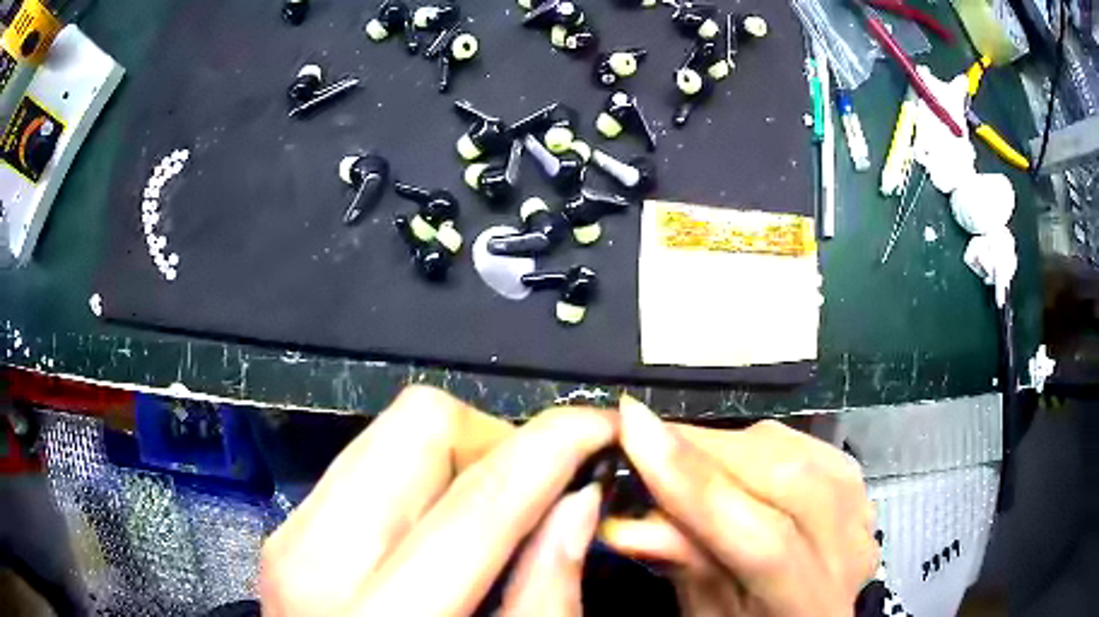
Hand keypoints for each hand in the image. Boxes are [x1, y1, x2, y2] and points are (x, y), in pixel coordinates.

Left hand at [259, 385, 615, 615]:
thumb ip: (546, 595)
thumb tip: (581, 500)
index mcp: (381, 614)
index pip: (480, 498)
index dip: (555, 445)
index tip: (600, 427)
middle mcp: (317, 557)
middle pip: (419, 425)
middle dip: (495, 442)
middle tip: (533, 490)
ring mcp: (293, 535)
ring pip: (390, 432)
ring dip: (460, 457)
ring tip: (492, 511)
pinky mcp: (291, 529)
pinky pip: (366, 463)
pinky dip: (422, 477)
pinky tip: (443, 524)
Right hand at [600, 396, 877, 616]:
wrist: (808, 616)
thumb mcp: (710, 612)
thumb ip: (685, 565)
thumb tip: (626, 522)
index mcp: (812, 604)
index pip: (763, 539)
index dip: (694, 485)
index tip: (632, 428)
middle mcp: (850, 552)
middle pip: (788, 481)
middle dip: (705, 452)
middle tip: (644, 436)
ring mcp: (862, 512)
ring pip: (798, 451)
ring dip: (727, 443)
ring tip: (678, 450)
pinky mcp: (858, 484)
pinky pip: (806, 444)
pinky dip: (756, 442)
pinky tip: (727, 454)